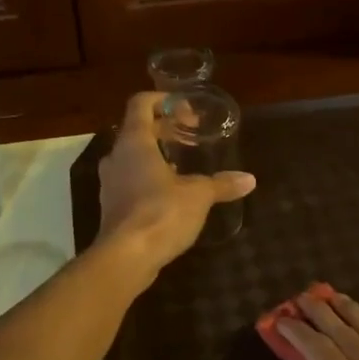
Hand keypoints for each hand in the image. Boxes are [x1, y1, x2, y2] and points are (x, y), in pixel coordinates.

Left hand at [95, 92, 254, 280]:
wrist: (126, 257)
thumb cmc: (161, 213)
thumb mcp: (199, 196)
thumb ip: (221, 184)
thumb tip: (249, 180)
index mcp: (134, 142)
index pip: (140, 104)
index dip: (162, 101)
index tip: (185, 111)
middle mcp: (116, 156)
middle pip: (136, 130)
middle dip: (163, 130)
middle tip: (190, 137)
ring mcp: (109, 183)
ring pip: (131, 157)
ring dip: (154, 156)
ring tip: (182, 166)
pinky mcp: (111, 206)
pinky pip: (128, 181)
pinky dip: (147, 179)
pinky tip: (169, 195)